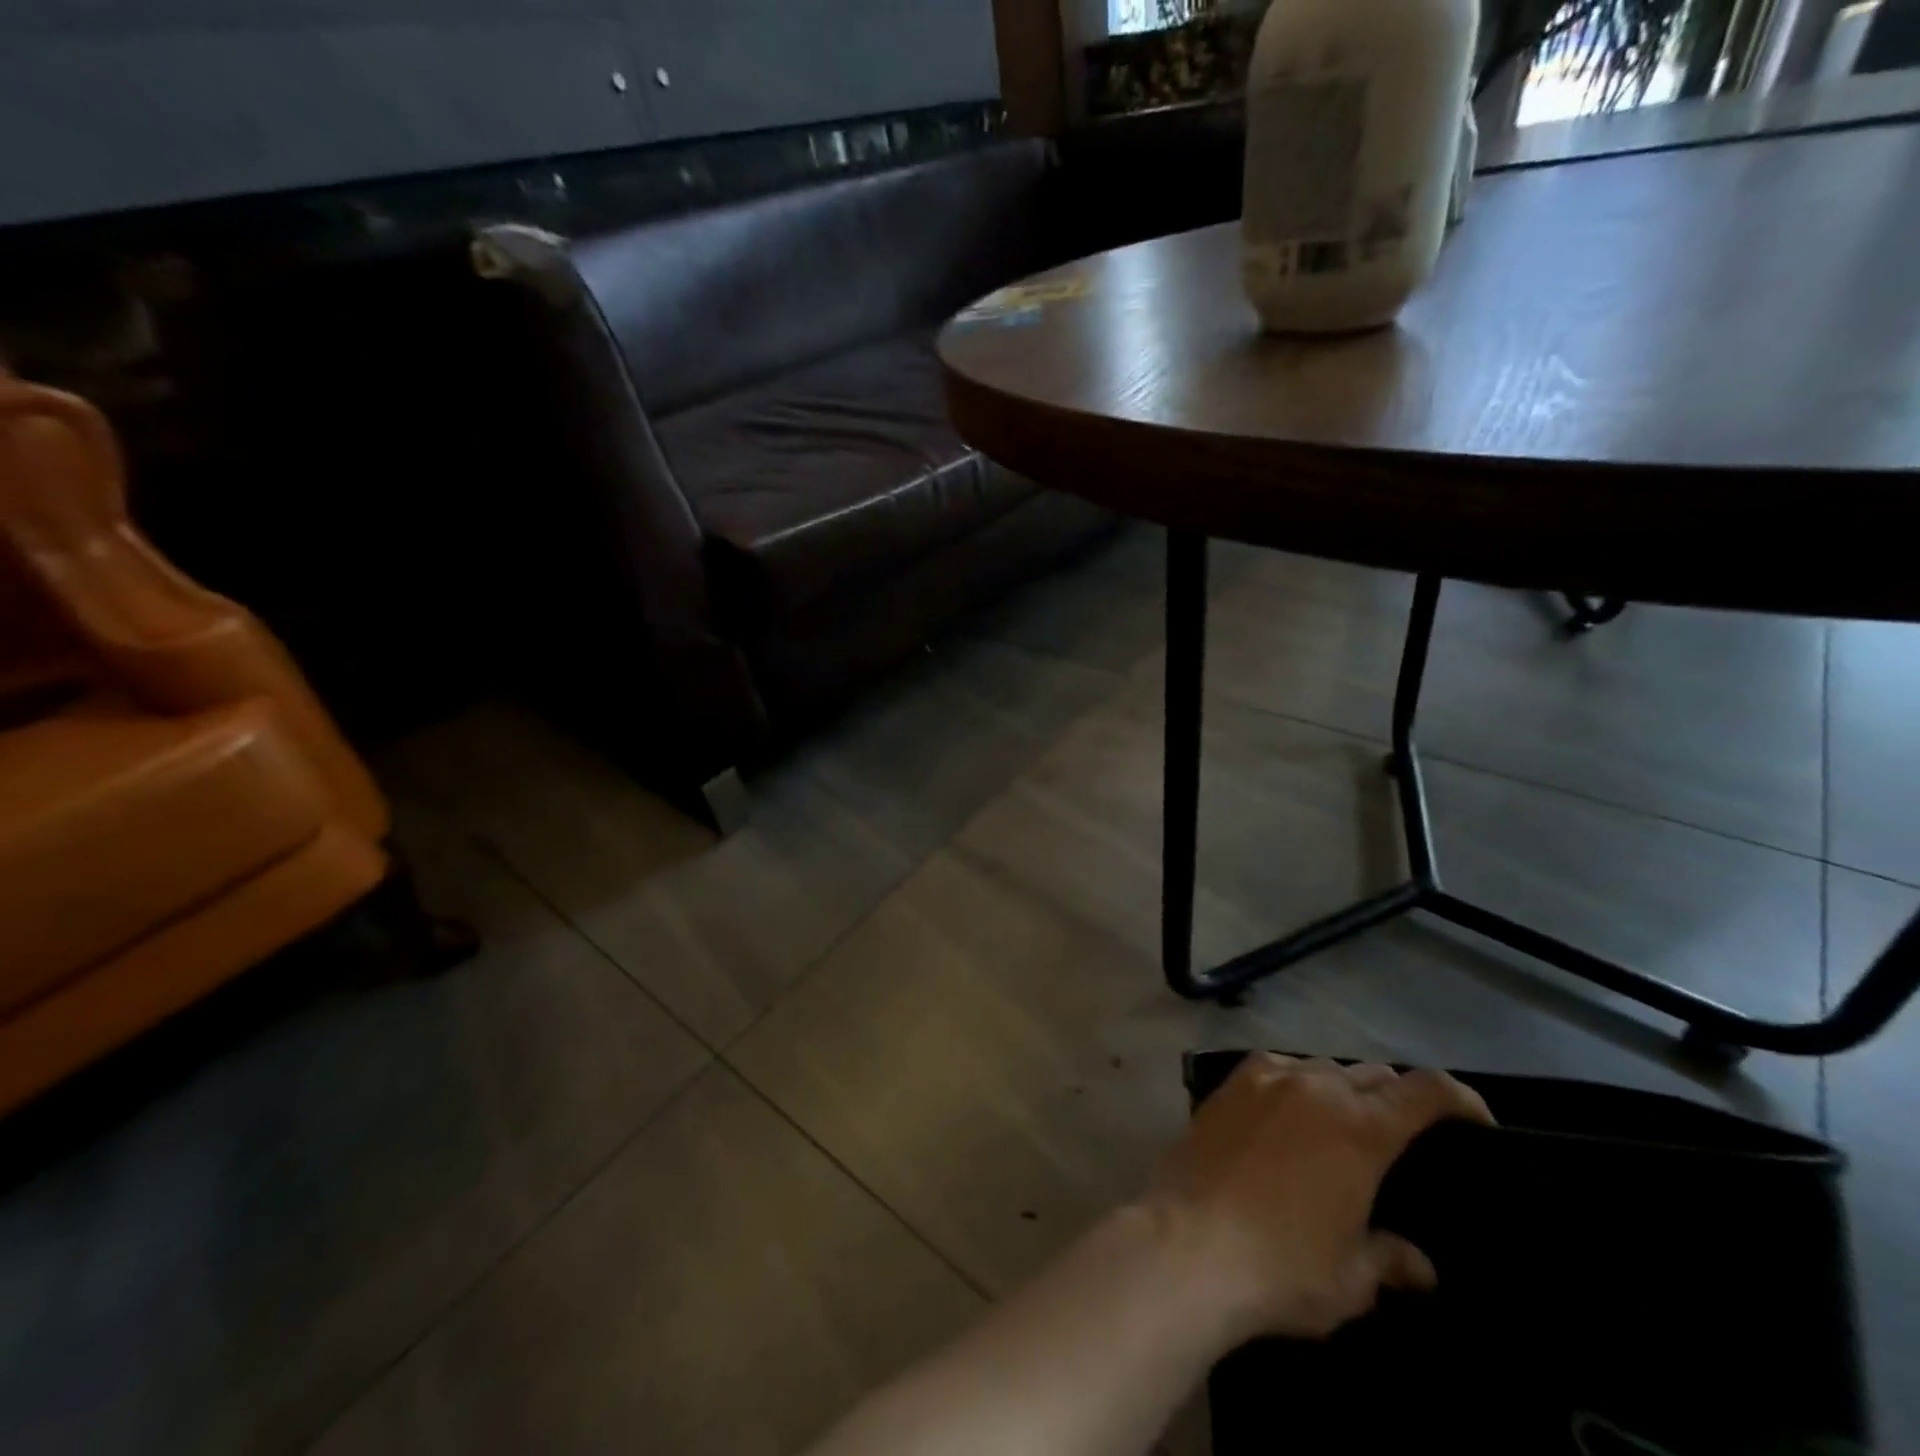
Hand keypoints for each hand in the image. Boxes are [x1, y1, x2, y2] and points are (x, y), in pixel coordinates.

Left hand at [1144, 1054, 1493, 1342]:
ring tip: (1344, 1127)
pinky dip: (1295, 1082)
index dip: (1459, 1098)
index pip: (1424, 1090)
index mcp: (1359, 1128)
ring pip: (1321, 1066)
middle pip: (1372, 1075)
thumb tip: (1420, 1266)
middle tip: (1404, 1137)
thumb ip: (1389, 1259)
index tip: (1478, 1121)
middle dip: (1398, 1099)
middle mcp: (1315, 1088)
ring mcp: (1265, 1079)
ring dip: (1343, 1089)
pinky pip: (1275, 1067)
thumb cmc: (1281, 1267)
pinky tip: (1290, 1112)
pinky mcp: (1227, 1084)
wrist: (1187, 1242)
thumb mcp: (1351, 1279)